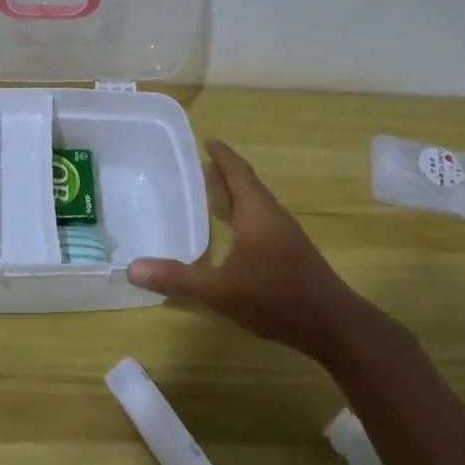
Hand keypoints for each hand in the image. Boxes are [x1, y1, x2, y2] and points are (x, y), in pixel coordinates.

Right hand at [127, 139, 378, 364]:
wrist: (333, 325)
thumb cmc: (275, 297)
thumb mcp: (219, 290)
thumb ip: (177, 278)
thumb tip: (132, 268)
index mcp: (256, 212)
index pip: (236, 172)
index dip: (222, 155)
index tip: (207, 139)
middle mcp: (272, 215)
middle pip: (246, 185)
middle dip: (224, 173)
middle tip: (199, 165)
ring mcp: (286, 235)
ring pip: (256, 205)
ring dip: (235, 195)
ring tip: (211, 194)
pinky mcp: (291, 253)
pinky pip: (262, 221)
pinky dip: (243, 215)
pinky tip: (233, 234)